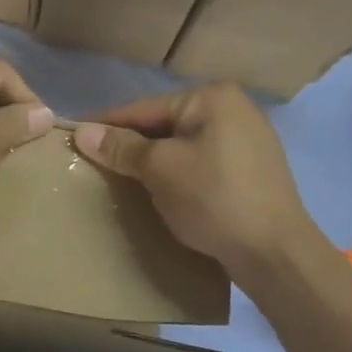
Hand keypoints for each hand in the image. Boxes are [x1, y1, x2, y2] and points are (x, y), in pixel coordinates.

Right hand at [74, 84, 315, 281]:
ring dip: (155, 160)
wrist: (275, 253)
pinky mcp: (254, 170)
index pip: (145, 107)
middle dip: (132, 143)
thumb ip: (122, 148)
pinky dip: (180, 172)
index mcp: (212, 98)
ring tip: (124, 178)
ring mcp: (249, 140)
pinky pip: (203, 162)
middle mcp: (234, 109)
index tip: (75, 136)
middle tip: (97, 162)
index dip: (108, 123)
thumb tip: (82, 132)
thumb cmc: (213, 198)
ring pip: (184, 144)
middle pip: (166, 124)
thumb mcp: (160, 170)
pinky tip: (163, 190)